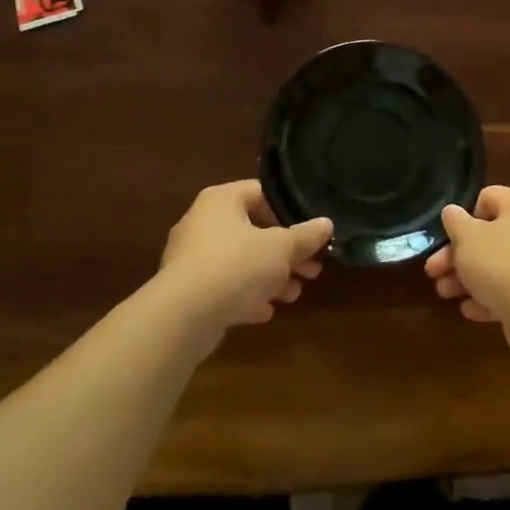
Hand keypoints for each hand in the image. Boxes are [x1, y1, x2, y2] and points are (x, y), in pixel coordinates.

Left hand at [157, 181, 331, 343]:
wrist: (183, 316)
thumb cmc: (237, 265)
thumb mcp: (282, 249)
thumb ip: (306, 236)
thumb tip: (326, 223)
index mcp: (222, 200)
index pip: (260, 193)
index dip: (288, 212)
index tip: (307, 234)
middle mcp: (202, 222)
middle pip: (253, 231)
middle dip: (285, 253)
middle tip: (311, 270)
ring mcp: (191, 257)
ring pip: (240, 261)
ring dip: (270, 277)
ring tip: (293, 295)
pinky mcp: (186, 289)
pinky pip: (223, 286)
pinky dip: (245, 295)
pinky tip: (265, 312)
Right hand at [426, 185, 509, 357]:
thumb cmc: (499, 263)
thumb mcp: (466, 237)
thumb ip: (455, 221)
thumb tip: (452, 212)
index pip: (488, 197)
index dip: (465, 214)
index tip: (448, 234)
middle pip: (488, 236)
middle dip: (457, 254)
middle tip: (433, 270)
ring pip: (495, 266)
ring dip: (467, 278)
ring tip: (444, 293)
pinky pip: (509, 291)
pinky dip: (488, 298)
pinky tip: (469, 310)